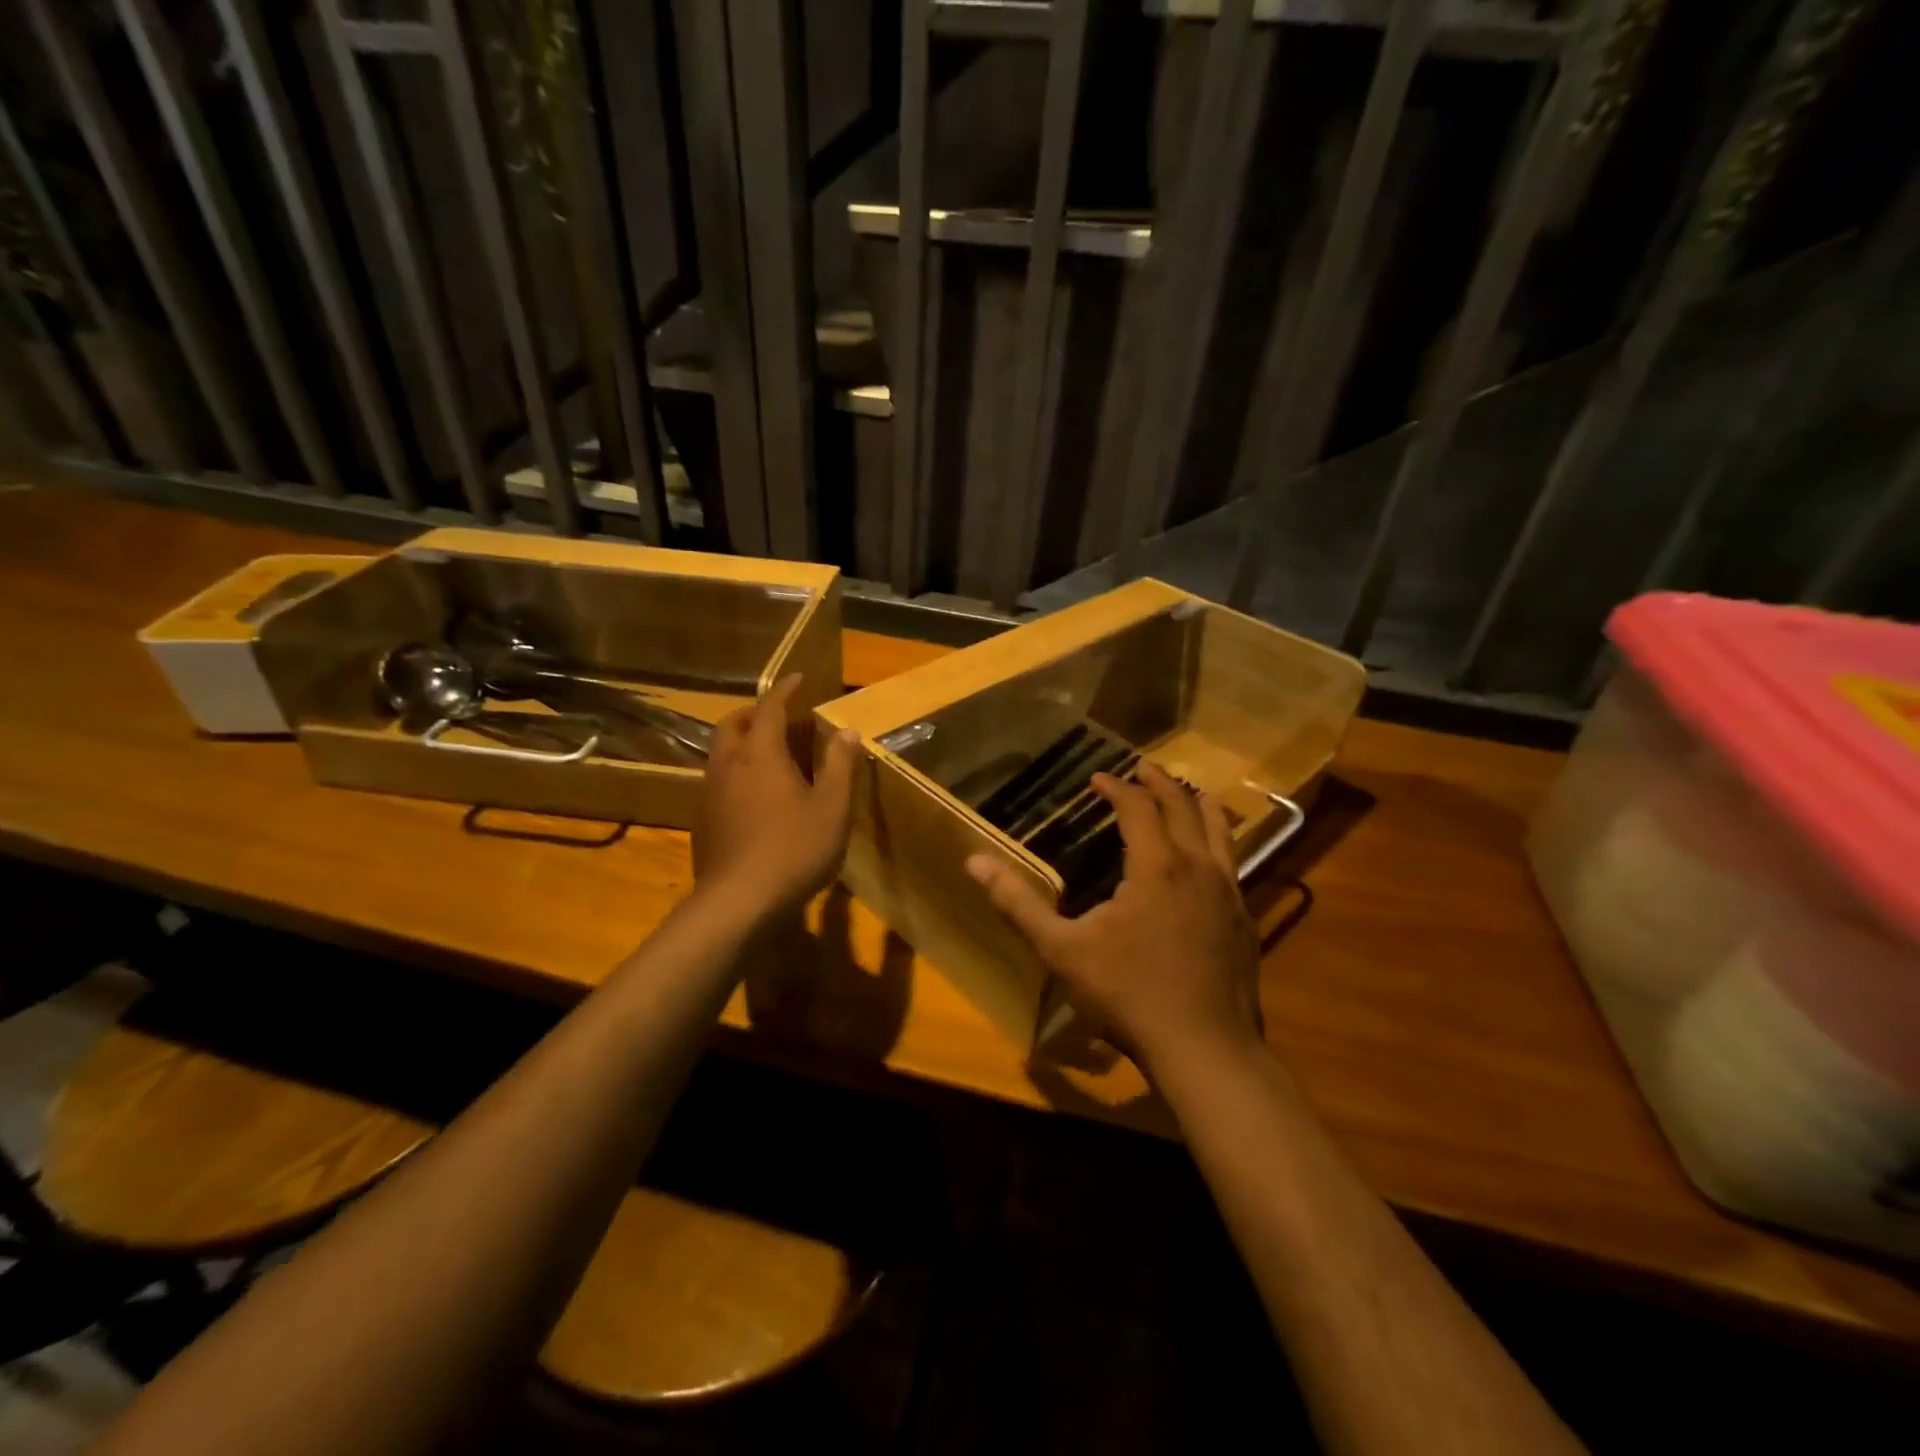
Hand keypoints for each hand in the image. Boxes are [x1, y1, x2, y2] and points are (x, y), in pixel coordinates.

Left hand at [695, 675, 860, 921]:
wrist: (738, 902)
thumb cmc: (794, 850)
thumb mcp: (832, 808)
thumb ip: (840, 766)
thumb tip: (848, 732)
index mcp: (761, 754)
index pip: (770, 708)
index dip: (784, 690)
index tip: (797, 678)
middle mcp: (729, 765)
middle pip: (733, 724)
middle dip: (755, 712)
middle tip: (779, 716)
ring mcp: (710, 793)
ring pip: (720, 752)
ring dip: (742, 741)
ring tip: (768, 754)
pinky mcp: (703, 820)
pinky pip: (717, 780)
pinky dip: (736, 771)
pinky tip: (754, 796)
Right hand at [966, 761, 1263, 1074]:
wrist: (1205, 1050)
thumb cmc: (1128, 995)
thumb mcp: (1062, 950)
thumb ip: (1018, 904)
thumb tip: (973, 862)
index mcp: (1157, 866)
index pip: (1138, 808)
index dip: (1117, 788)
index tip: (1098, 779)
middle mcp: (1199, 868)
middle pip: (1184, 808)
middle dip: (1160, 783)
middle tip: (1142, 768)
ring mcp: (1229, 894)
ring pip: (1221, 832)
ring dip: (1200, 806)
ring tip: (1191, 793)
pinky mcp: (1245, 922)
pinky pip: (1233, 865)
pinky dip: (1219, 844)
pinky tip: (1211, 861)